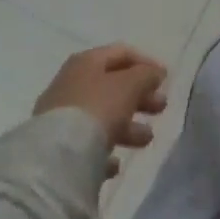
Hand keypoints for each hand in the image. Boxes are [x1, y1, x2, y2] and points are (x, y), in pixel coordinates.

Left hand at [34, 45, 167, 174]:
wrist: (55, 160)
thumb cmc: (98, 108)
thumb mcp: (131, 85)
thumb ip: (147, 75)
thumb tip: (155, 73)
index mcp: (86, 62)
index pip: (122, 53)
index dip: (146, 63)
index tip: (165, 80)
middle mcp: (70, 85)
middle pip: (112, 86)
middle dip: (140, 97)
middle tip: (161, 108)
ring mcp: (59, 118)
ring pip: (101, 116)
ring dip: (128, 126)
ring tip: (146, 140)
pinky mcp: (55, 150)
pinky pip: (86, 145)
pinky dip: (104, 150)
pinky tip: (115, 165)